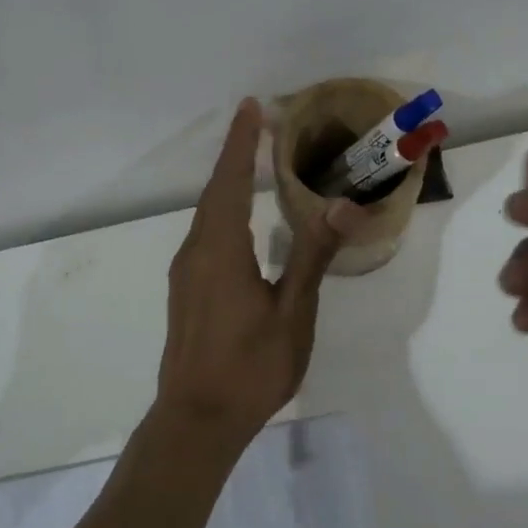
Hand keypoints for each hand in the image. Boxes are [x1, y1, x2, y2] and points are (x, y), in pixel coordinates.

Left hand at [154, 98, 360, 448]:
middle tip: (258, 123)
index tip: (252, 106)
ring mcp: (185, 272)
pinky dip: (222, 210)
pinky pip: (204, 234)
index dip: (241, 142)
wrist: (197, 420)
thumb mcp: (293, 312)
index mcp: (220, 250)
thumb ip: (313, 254)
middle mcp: (195, 252)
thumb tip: (343, 203)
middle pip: (215, 192)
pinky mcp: (185, 291)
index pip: (230, 180)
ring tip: (251, 161)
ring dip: (227, 182)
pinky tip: (240, 219)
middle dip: (235, 154)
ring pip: (206, 214)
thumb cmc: (250, 367)